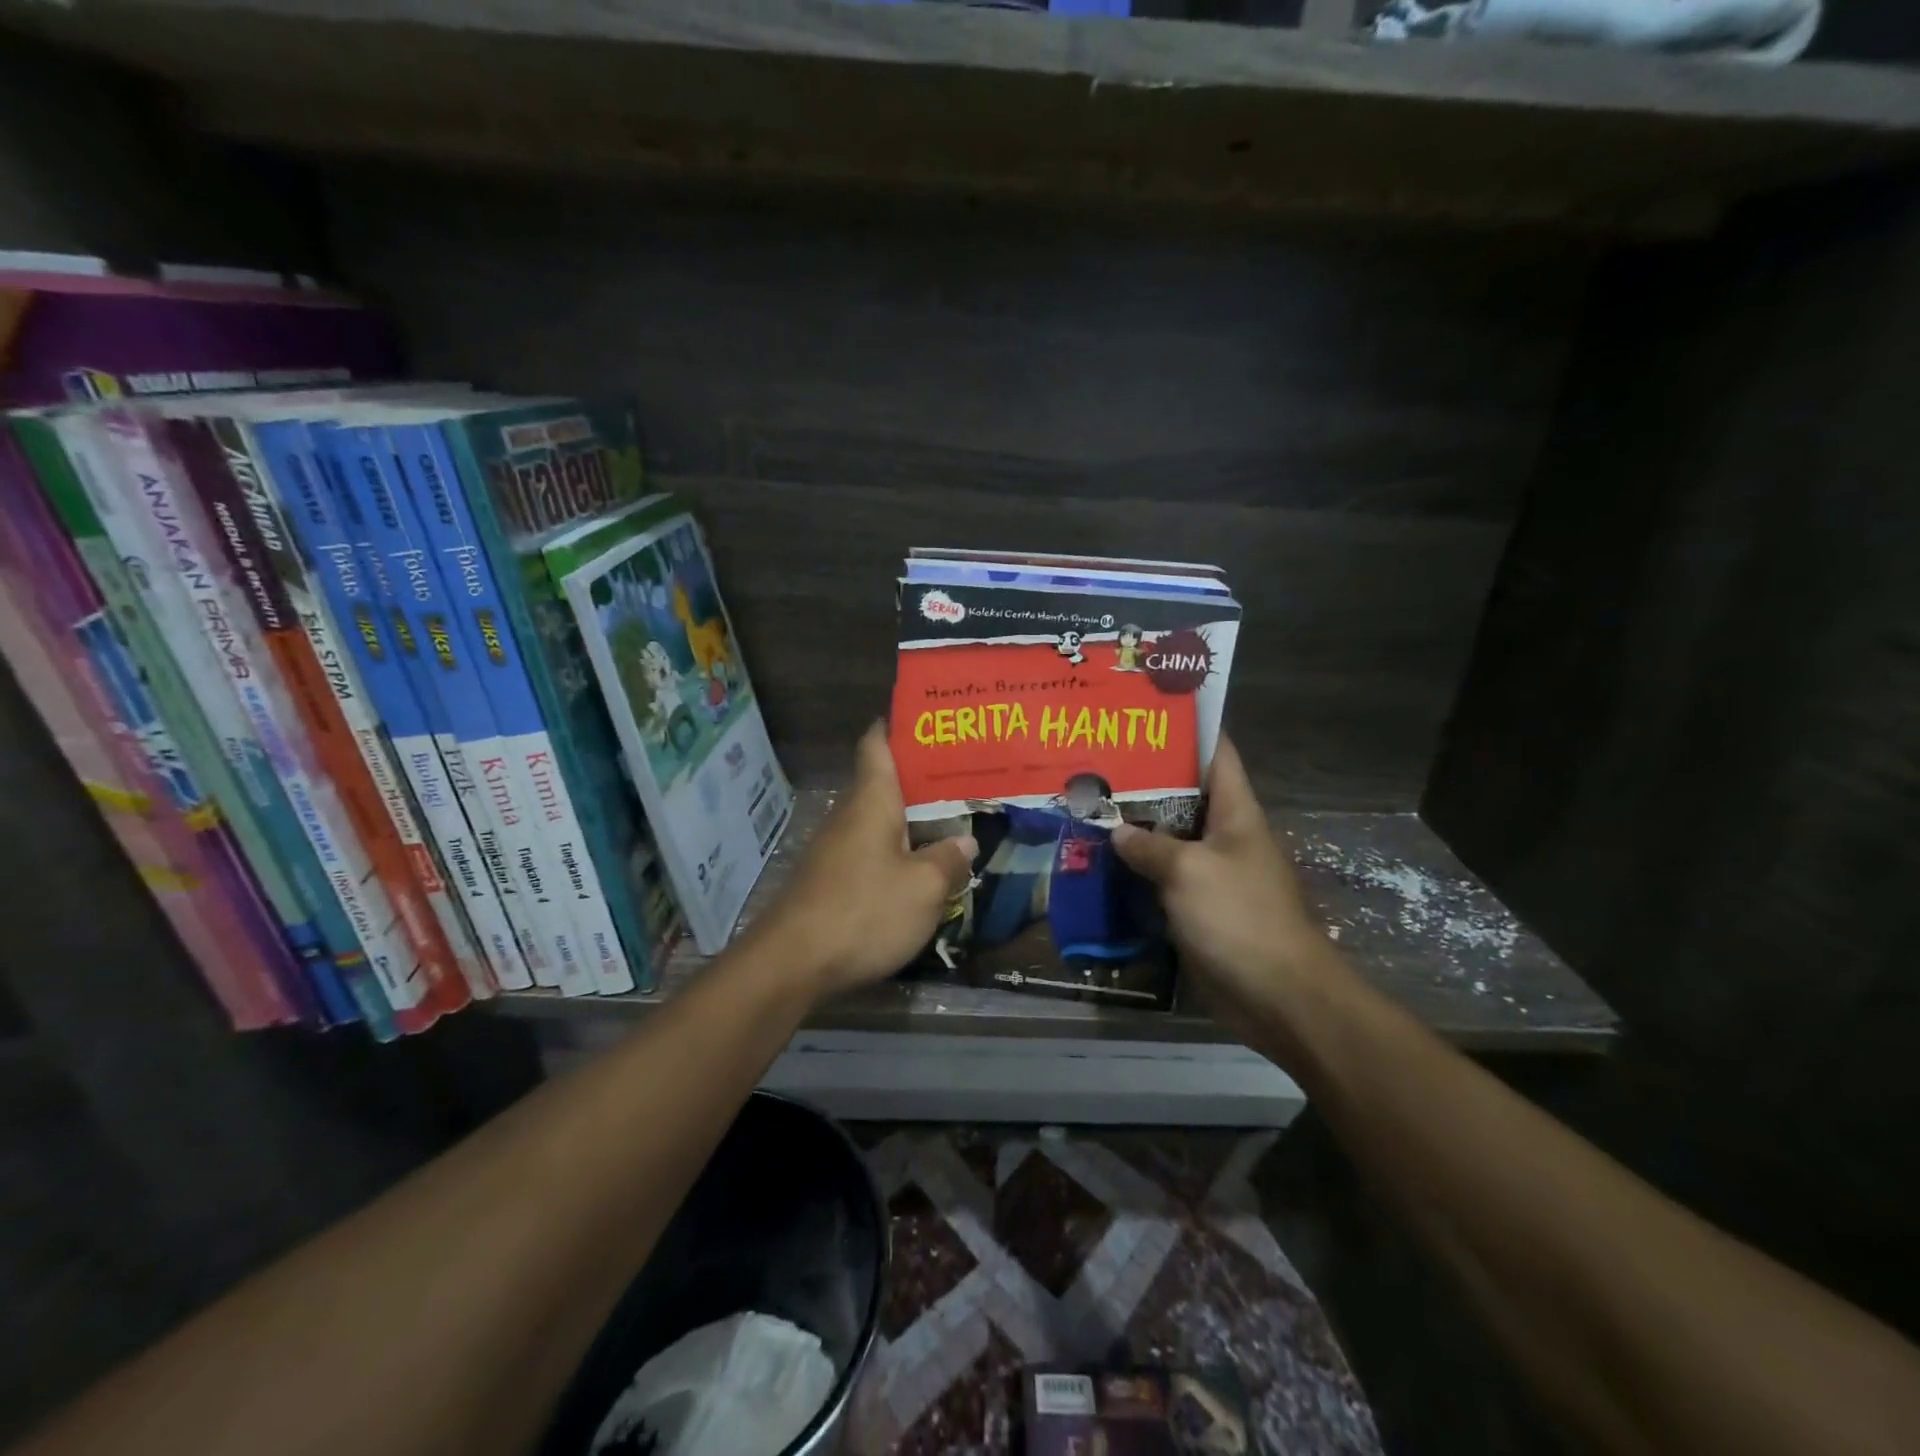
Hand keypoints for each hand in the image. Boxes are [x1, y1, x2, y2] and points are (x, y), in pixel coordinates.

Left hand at [750, 723, 977, 999]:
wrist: (792, 963)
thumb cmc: (864, 911)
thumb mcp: (923, 889)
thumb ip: (948, 861)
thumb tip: (964, 842)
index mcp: (872, 800)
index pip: (877, 744)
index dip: (897, 727)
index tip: (927, 720)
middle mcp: (850, 815)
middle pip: (882, 783)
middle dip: (919, 779)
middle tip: (963, 776)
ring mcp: (835, 849)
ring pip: (878, 820)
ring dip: (910, 819)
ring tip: (951, 821)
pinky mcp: (830, 880)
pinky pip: (870, 851)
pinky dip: (896, 850)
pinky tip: (919, 868)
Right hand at [1111, 737, 1342, 1042]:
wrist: (1277, 996)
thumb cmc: (1239, 918)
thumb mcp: (1188, 872)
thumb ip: (1149, 846)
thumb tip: (1117, 831)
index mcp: (1236, 812)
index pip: (1217, 753)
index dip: (1188, 729)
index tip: (1145, 713)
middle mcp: (1226, 836)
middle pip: (1185, 796)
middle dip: (1145, 780)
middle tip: (1097, 763)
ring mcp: (1214, 873)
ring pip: (1170, 839)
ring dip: (1136, 829)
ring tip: (1089, 809)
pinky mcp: (1201, 908)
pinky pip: (1165, 879)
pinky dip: (1138, 871)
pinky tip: (1102, 865)